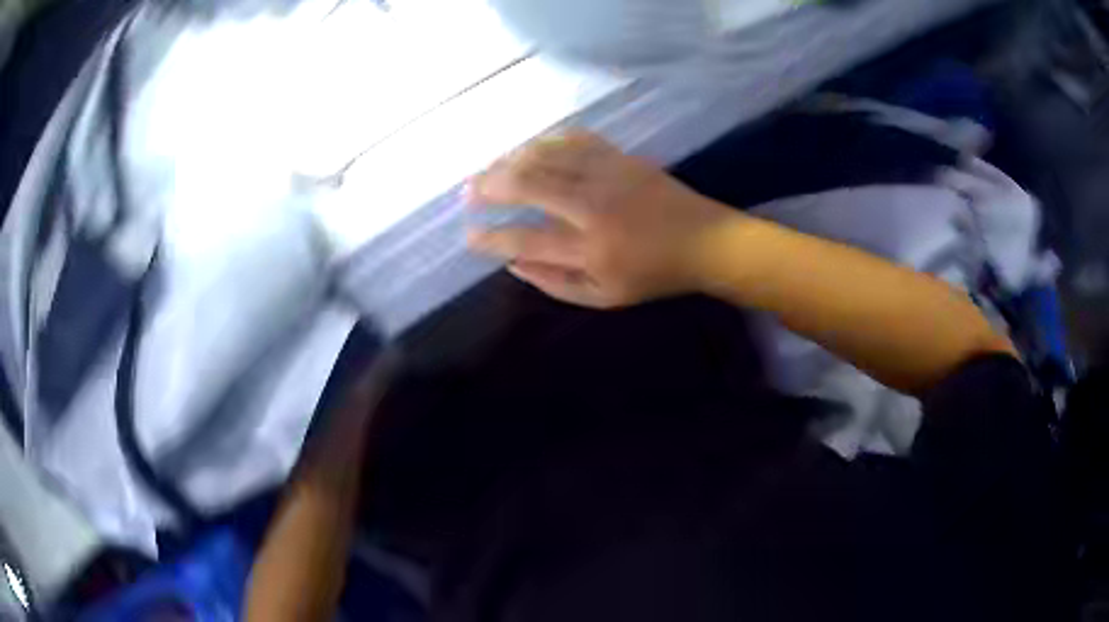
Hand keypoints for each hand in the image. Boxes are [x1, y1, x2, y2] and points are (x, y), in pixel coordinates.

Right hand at [466, 130, 732, 307]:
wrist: (705, 241)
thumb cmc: (655, 275)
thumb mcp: (605, 297)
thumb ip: (556, 282)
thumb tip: (513, 265)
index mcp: (590, 247)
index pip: (525, 240)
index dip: (490, 238)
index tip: (468, 236)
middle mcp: (592, 205)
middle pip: (528, 185)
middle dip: (490, 186)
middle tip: (468, 191)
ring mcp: (607, 175)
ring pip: (546, 156)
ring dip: (511, 160)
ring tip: (490, 168)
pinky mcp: (620, 157)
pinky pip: (575, 138)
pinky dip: (547, 140)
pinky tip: (531, 146)